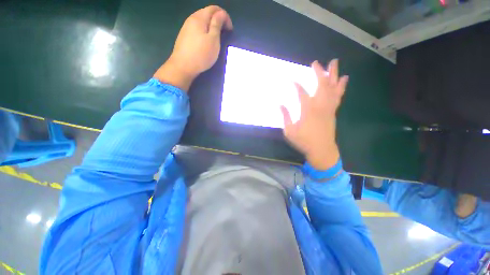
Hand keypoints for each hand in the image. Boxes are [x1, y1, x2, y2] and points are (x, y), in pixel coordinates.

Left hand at [154, 6, 232, 90]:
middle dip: (218, 20)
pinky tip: (206, 40)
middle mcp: (192, 18)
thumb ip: (217, 24)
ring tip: (217, 37)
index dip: (224, 16)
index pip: (214, 8)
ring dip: (211, 25)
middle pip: (207, 13)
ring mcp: (186, 27)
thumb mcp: (213, 40)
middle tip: (225, 32)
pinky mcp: (184, 36)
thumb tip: (221, 13)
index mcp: (199, 17)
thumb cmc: (201, 54)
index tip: (230, 29)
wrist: (183, 66)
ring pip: (202, 20)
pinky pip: (197, 28)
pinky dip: (205, 30)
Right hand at [280, 59, 348, 169]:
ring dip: (333, 74)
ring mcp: (329, 108)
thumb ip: (285, 117)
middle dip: (318, 72)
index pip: (301, 93)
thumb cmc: (304, 141)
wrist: (322, 150)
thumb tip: (280, 105)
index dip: (296, 85)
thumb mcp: (289, 131)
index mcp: (307, 110)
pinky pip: (338, 96)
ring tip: (334, 62)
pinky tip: (344, 79)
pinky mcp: (333, 111)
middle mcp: (320, 106)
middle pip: (321, 85)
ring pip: (333, 88)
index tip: (291, 79)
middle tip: (315, 63)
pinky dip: (341, 86)